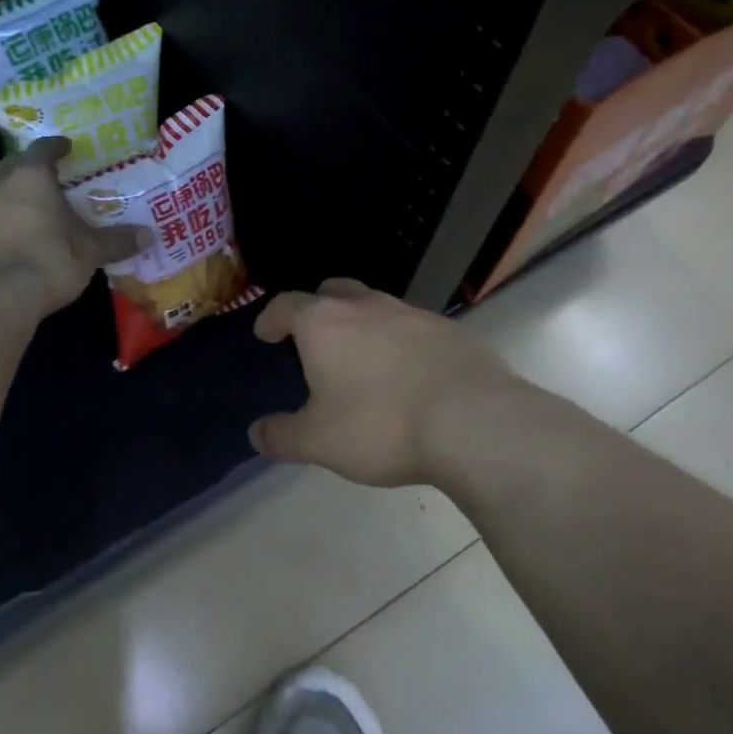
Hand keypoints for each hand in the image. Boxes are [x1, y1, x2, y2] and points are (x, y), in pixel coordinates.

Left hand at [0, 138, 148, 314]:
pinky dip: (5, 219)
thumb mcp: (91, 251)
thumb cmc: (50, 260)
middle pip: (14, 165)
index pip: (43, 149)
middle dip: (31, 167)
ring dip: (16, 193)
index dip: (57, 146)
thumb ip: (117, 240)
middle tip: (52, 175)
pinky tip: (20, 235)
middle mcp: (0, 186)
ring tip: (38, 206)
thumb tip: (149, 235)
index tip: (68, 147)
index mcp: (31, 176)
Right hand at [249, 278, 561, 487]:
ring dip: (361, 324)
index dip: (271, 318)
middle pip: (333, 291)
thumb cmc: (381, 426)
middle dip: (316, 308)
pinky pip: (412, 327)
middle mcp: (367, 306)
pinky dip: (399, 341)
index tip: (265, 333)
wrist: (475, 423)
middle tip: (311, 336)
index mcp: (325, 323)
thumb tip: (257, 433)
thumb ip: (282, 436)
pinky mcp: (450, 331)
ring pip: (376, 306)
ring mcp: (413, 314)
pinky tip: (407, 374)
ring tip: (361, 359)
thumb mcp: (319, 442)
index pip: (286, 305)